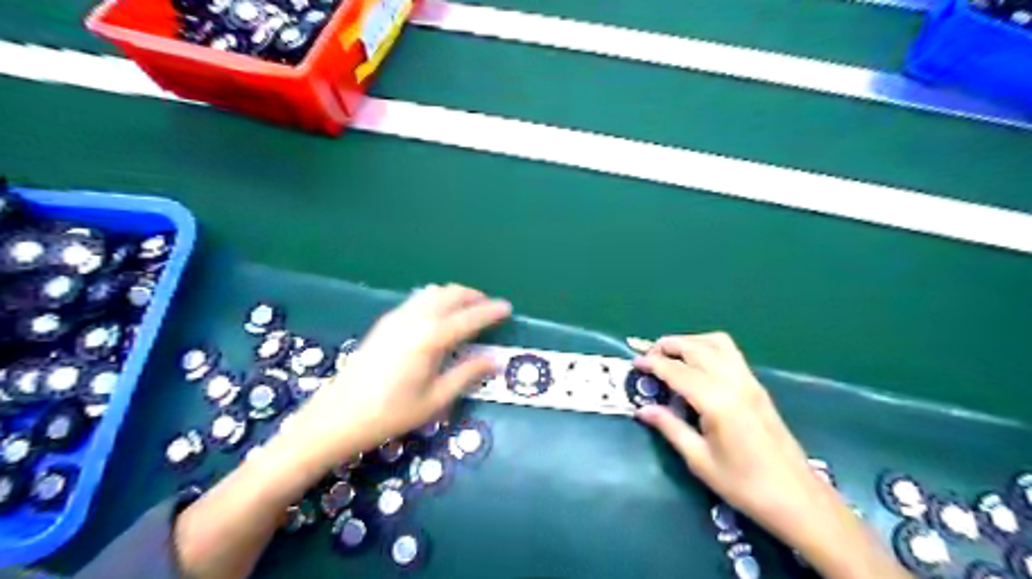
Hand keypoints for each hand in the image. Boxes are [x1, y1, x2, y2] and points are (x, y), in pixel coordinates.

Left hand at [282, 283, 511, 467]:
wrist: (337, 417)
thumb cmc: (391, 413)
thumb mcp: (435, 399)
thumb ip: (468, 374)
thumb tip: (496, 360)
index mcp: (431, 337)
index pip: (470, 317)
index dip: (491, 311)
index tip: (508, 308)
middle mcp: (415, 318)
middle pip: (450, 294)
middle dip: (473, 296)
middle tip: (489, 308)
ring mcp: (397, 317)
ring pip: (432, 292)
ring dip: (454, 295)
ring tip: (466, 310)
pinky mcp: (385, 322)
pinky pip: (417, 299)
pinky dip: (436, 300)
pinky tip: (438, 317)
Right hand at [628, 335, 909, 578]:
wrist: (797, 498)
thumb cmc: (744, 485)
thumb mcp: (700, 460)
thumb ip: (670, 428)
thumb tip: (642, 410)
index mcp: (716, 401)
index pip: (677, 371)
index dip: (653, 364)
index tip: (635, 363)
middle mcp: (733, 382)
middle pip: (696, 347)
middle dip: (668, 345)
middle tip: (648, 355)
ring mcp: (749, 381)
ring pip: (716, 342)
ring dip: (690, 341)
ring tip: (672, 355)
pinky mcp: (758, 386)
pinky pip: (730, 352)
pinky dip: (708, 347)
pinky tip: (698, 365)